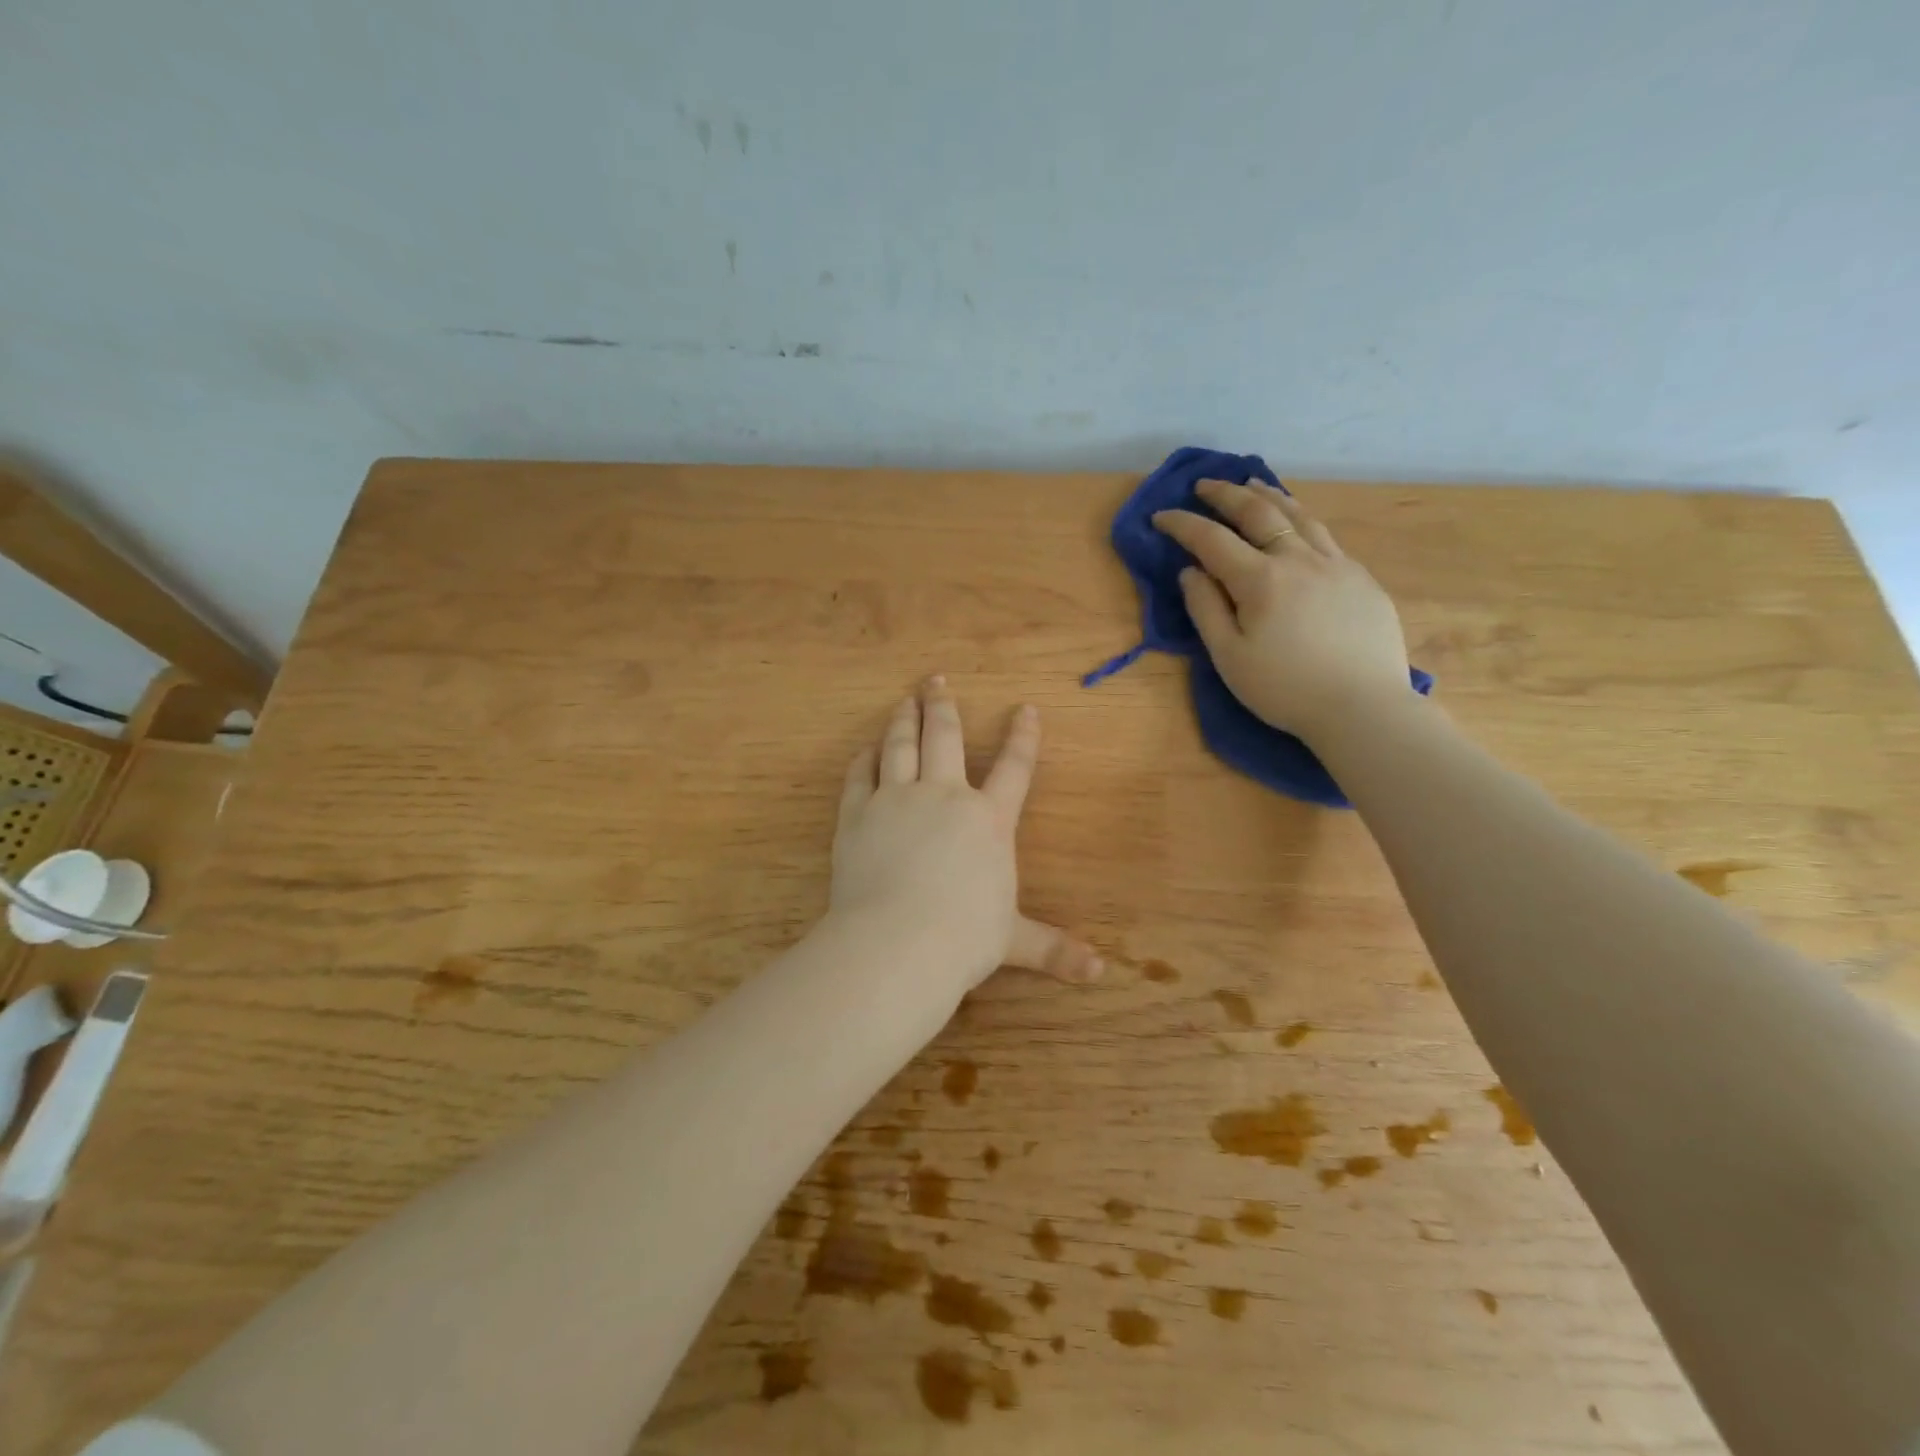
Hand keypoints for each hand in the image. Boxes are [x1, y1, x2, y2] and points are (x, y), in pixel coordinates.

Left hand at [830, 679, 1101, 998]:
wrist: (898, 944)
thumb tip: (1101, 973)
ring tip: (904, 700)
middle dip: (943, 706)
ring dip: (903, 719)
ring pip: (901, 746)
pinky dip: (864, 759)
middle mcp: (944, 797)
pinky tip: (866, 749)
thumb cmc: (963, 938)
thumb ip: (1053, 949)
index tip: (1026, 708)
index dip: (1023, 737)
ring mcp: (896, 800)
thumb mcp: (1014, 941)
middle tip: (935, 680)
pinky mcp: (857, 815)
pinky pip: (860, 776)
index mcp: (988, 820)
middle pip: (945, 738)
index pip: (1014, 768)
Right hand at [1152, 480, 1412, 743]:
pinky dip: (1301, 519)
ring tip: (1252, 484)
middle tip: (1204, 485)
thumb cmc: (1285, 689)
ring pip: (1299, 516)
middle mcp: (1299, 559)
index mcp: (1261, 580)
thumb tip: (1190, 572)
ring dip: (1269, 495)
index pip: (1212, 540)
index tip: (1161, 516)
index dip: (1183, 525)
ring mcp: (1336, 565)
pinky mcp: (1361, 578)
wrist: (1363, 707)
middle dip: (1226, 495)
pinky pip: (1325, 536)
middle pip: (1259, 513)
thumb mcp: (1229, 657)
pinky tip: (1298, 523)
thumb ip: (1205, 609)